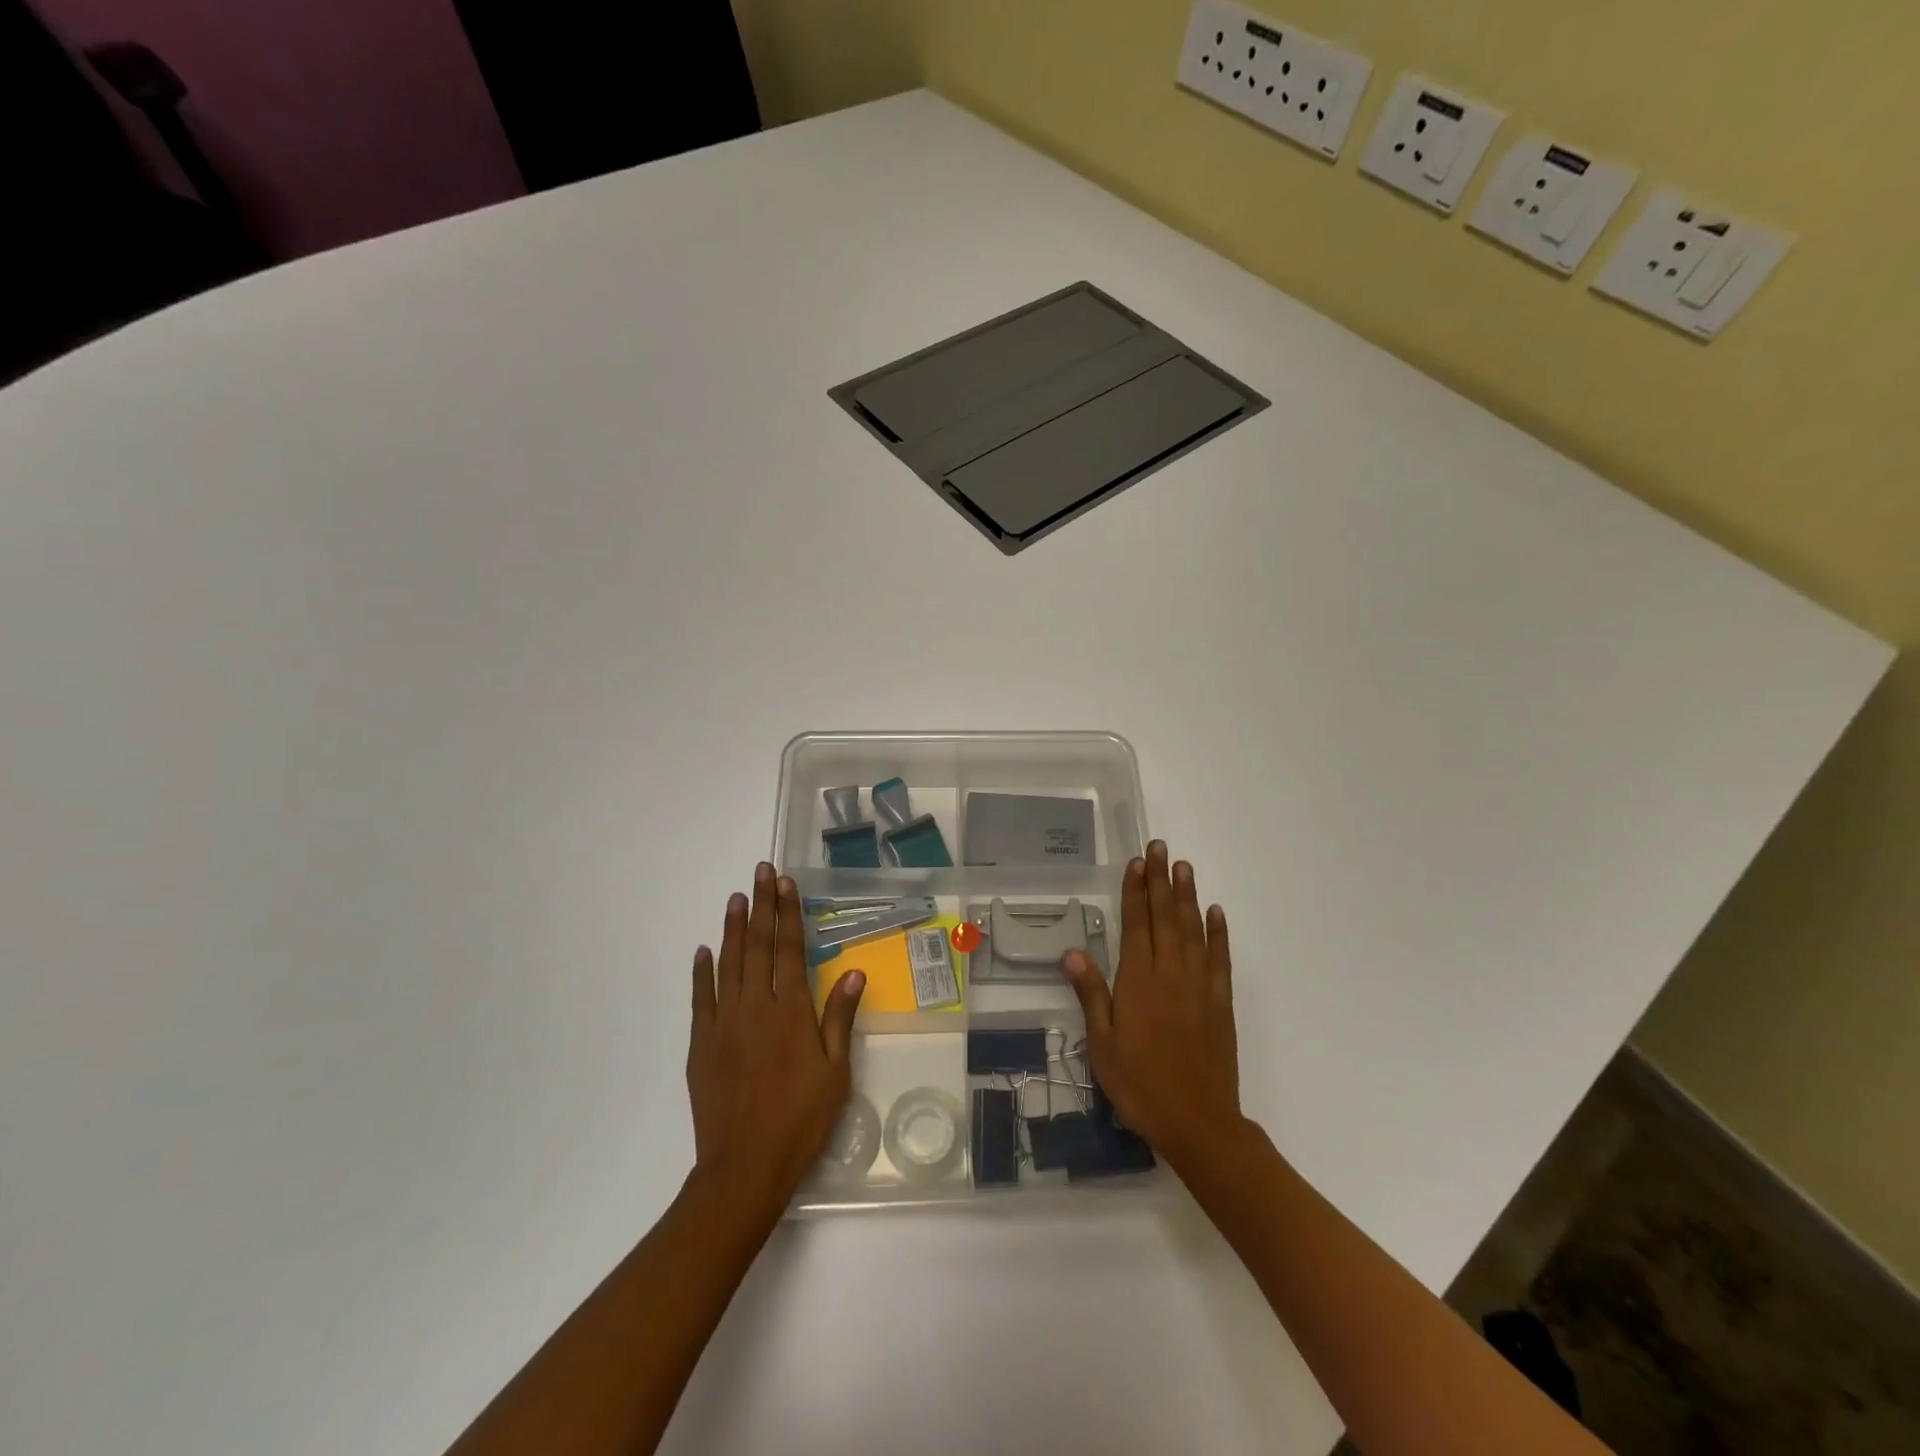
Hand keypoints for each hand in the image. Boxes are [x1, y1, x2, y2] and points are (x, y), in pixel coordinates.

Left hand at [686, 864, 865, 1226]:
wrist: (744, 1168)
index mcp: (791, 1012)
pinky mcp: (700, 1045)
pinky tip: (703, 951)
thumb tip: (852, 972)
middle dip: (761, 906)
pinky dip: (701, 972)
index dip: (788, 913)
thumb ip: (840, 1019)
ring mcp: (723, 1024)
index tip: (785, 883)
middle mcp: (755, 1008)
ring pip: (728, 965)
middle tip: (759, 872)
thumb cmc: (800, 1120)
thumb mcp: (836, 1073)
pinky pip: (700, 999)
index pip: (790, 950)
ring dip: (733, 929)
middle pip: (758, 947)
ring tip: (735, 898)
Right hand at [1061, 841, 1239, 1167]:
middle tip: (1161, 848)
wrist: (1198, 1122)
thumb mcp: (1102, 1044)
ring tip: (1184, 867)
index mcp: (1138, 980)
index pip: (1136, 924)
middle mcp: (1170, 973)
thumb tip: (1073, 951)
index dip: (1136, 891)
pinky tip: (1216, 913)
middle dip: (1161, 881)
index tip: (1137, 862)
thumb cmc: (1140, 1084)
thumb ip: (1091, 994)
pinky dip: (1218, 933)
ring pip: (1193, 930)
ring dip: (1188, 896)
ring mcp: (1199, 985)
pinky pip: (1220, 958)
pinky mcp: (1220, 1002)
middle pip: (1165, 917)